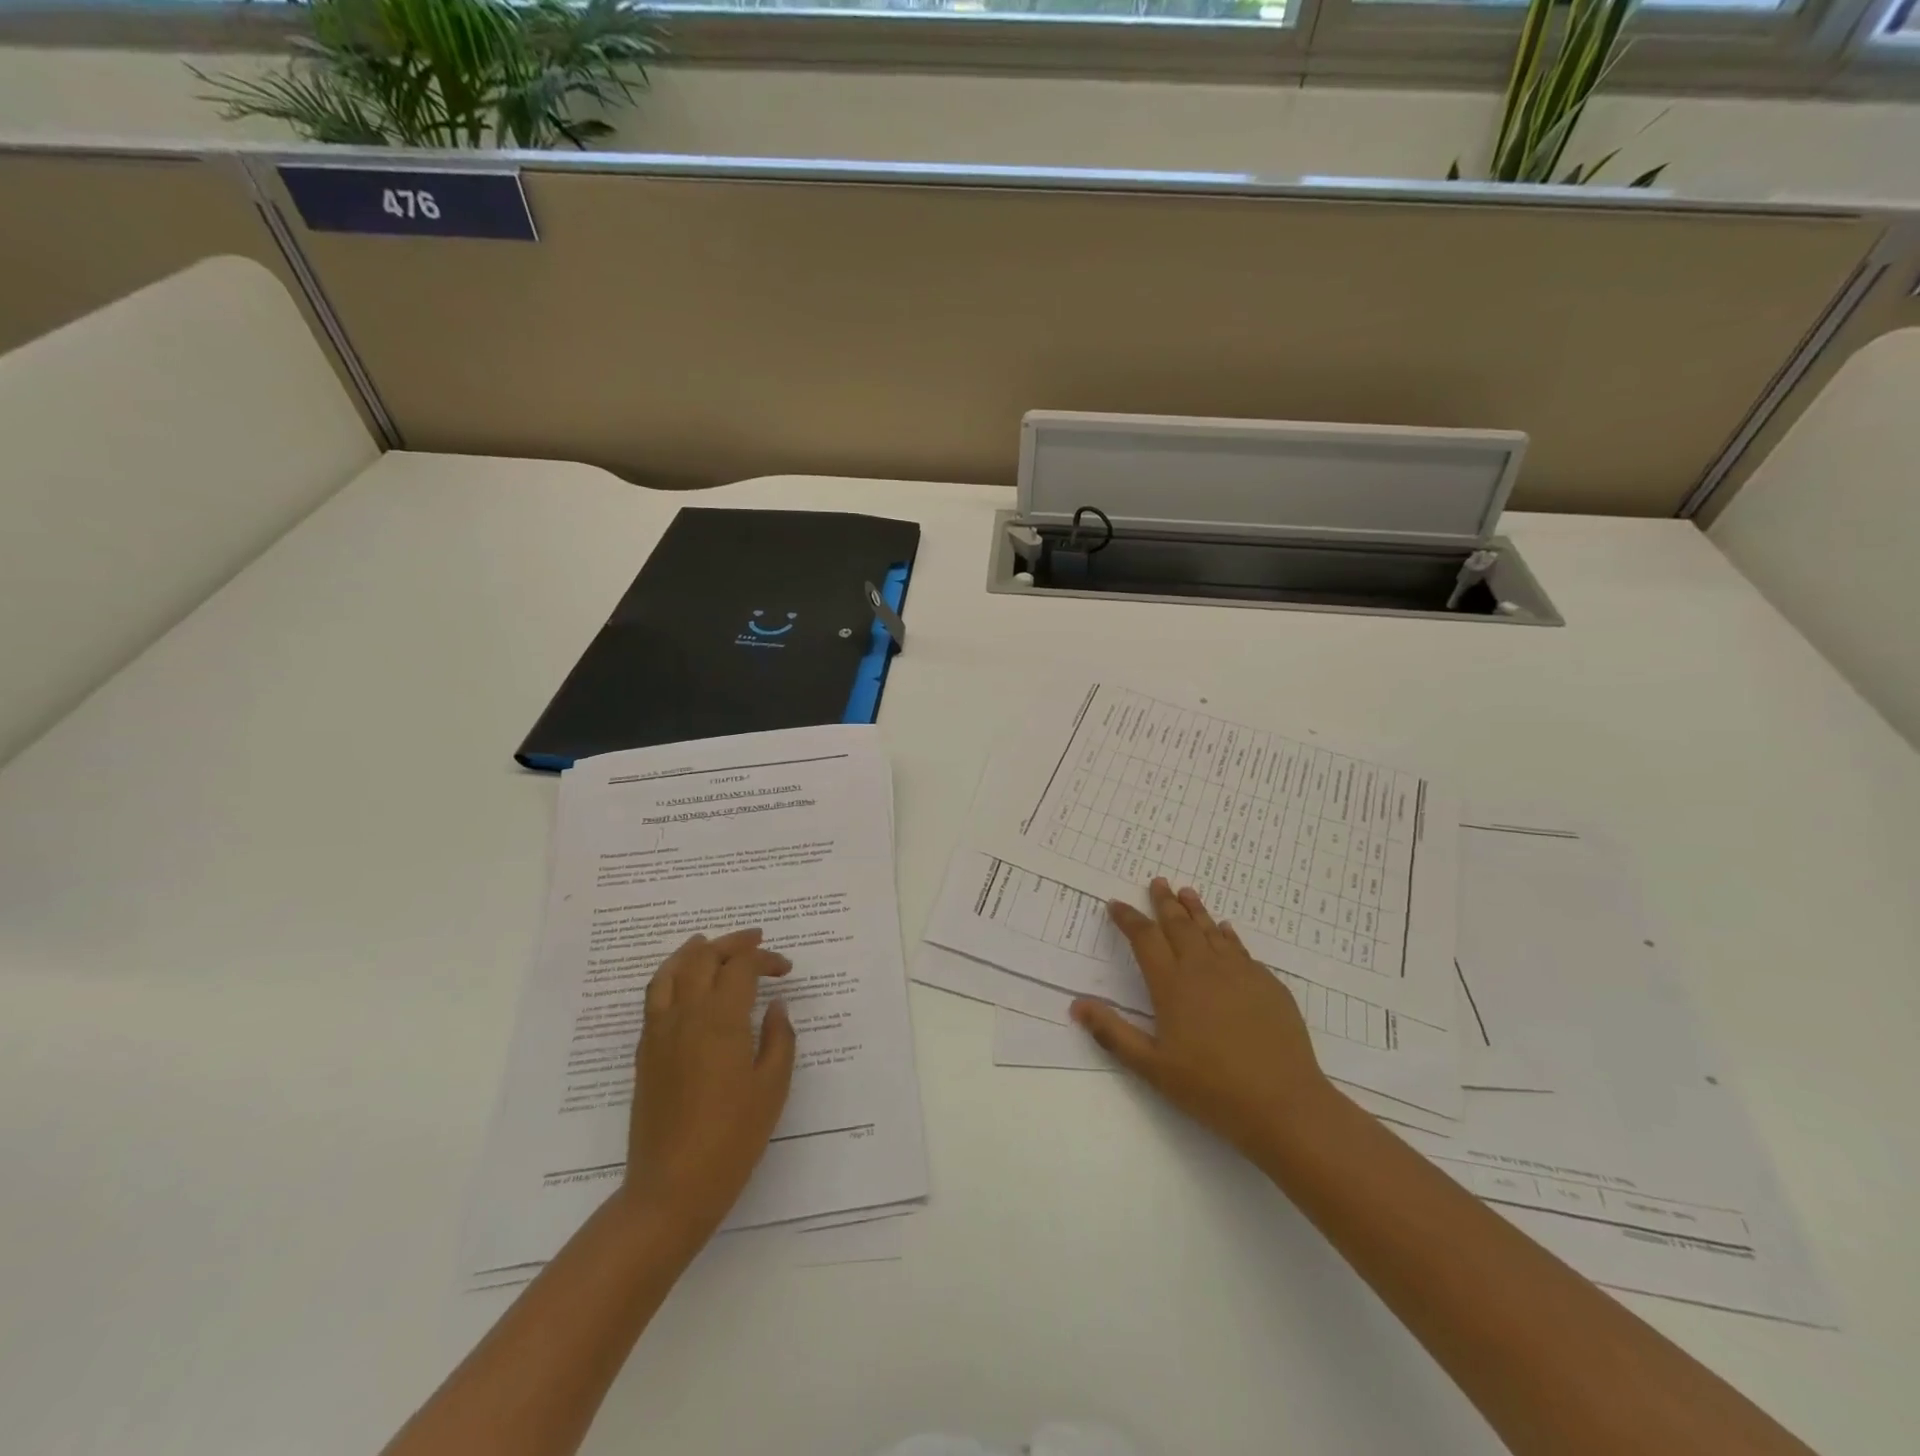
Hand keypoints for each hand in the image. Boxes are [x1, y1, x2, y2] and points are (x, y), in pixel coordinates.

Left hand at [621, 928, 795, 1244]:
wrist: (671, 1189)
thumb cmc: (732, 1138)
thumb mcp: (772, 1087)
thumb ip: (779, 1039)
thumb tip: (776, 1006)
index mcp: (720, 1020)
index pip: (741, 967)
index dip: (765, 959)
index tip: (785, 970)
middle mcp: (685, 1016)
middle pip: (702, 958)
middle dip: (731, 943)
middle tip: (755, 941)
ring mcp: (659, 1034)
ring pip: (669, 972)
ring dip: (693, 951)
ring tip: (709, 943)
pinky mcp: (645, 1054)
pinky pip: (654, 998)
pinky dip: (670, 976)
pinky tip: (683, 986)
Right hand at [1072, 879, 1332, 1164]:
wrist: (1284, 1104)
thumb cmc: (1211, 1088)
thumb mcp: (1152, 1067)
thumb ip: (1113, 1033)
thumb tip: (1076, 1005)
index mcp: (1172, 984)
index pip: (1145, 938)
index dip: (1128, 918)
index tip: (1116, 904)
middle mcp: (1203, 968)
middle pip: (1179, 925)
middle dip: (1164, 902)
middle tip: (1157, 882)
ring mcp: (1239, 972)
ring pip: (1211, 931)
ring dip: (1196, 910)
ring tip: (1186, 892)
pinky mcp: (1268, 984)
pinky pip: (1240, 949)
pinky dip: (1227, 935)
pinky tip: (1225, 931)